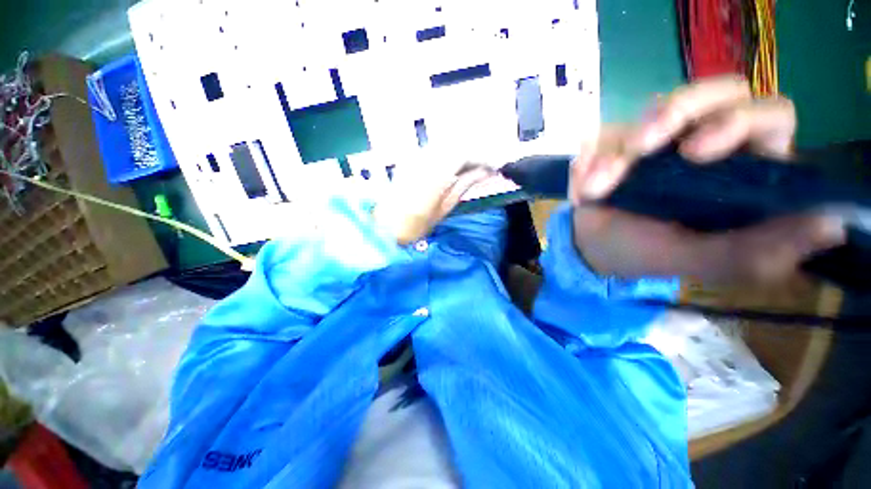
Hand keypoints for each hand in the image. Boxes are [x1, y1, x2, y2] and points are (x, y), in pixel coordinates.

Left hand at [373, 156, 490, 244]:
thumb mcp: (444, 208)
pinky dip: (446, 157)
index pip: (464, 153)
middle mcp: (423, 160)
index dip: (482, 157)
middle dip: (473, 154)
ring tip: (470, 170)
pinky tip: (451, 170)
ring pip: (444, 146)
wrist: (383, 227)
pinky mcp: (408, 160)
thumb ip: (464, 185)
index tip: (493, 166)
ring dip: (460, 155)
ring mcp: (414, 158)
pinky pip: (433, 152)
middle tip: (484, 168)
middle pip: (455, 145)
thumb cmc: (414, 226)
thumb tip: (485, 172)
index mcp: (434, 174)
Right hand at [569, 76, 844, 283]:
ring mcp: (662, 136)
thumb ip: (757, 252)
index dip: (739, 121)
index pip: (768, 116)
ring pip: (657, 108)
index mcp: (744, 169)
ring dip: (620, 148)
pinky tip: (584, 190)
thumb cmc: (648, 255)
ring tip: (597, 187)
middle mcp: (709, 140)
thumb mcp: (701, 261)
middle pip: (716, 92)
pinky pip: (606, 132)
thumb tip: (829, 226)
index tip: (695, 153)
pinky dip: (591, 159)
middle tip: (640, 148)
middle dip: (675, 114)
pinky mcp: (620, 139)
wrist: (594, 248)